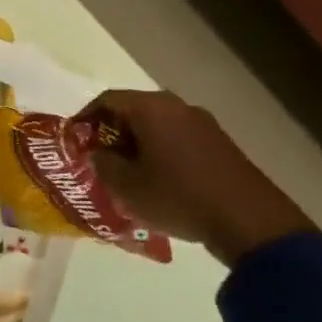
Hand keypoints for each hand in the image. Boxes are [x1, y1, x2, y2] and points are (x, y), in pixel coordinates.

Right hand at [83, 89, 315, 266]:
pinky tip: (154, 177)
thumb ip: (103, 163)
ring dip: (135, 141)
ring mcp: (203, 124)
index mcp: (151, 109)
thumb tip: (98, 152)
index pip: (107, 100)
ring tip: (122, 169)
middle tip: (95, 155)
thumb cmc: (177, 197)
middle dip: (110, 130)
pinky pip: (176, 137)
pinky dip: (158, 149)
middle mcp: (178, 107)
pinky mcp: (218, 143)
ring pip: (156, 124)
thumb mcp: (125, 185)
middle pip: (133, 108)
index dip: (84, 117)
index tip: (73, 139)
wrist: (248, 221)